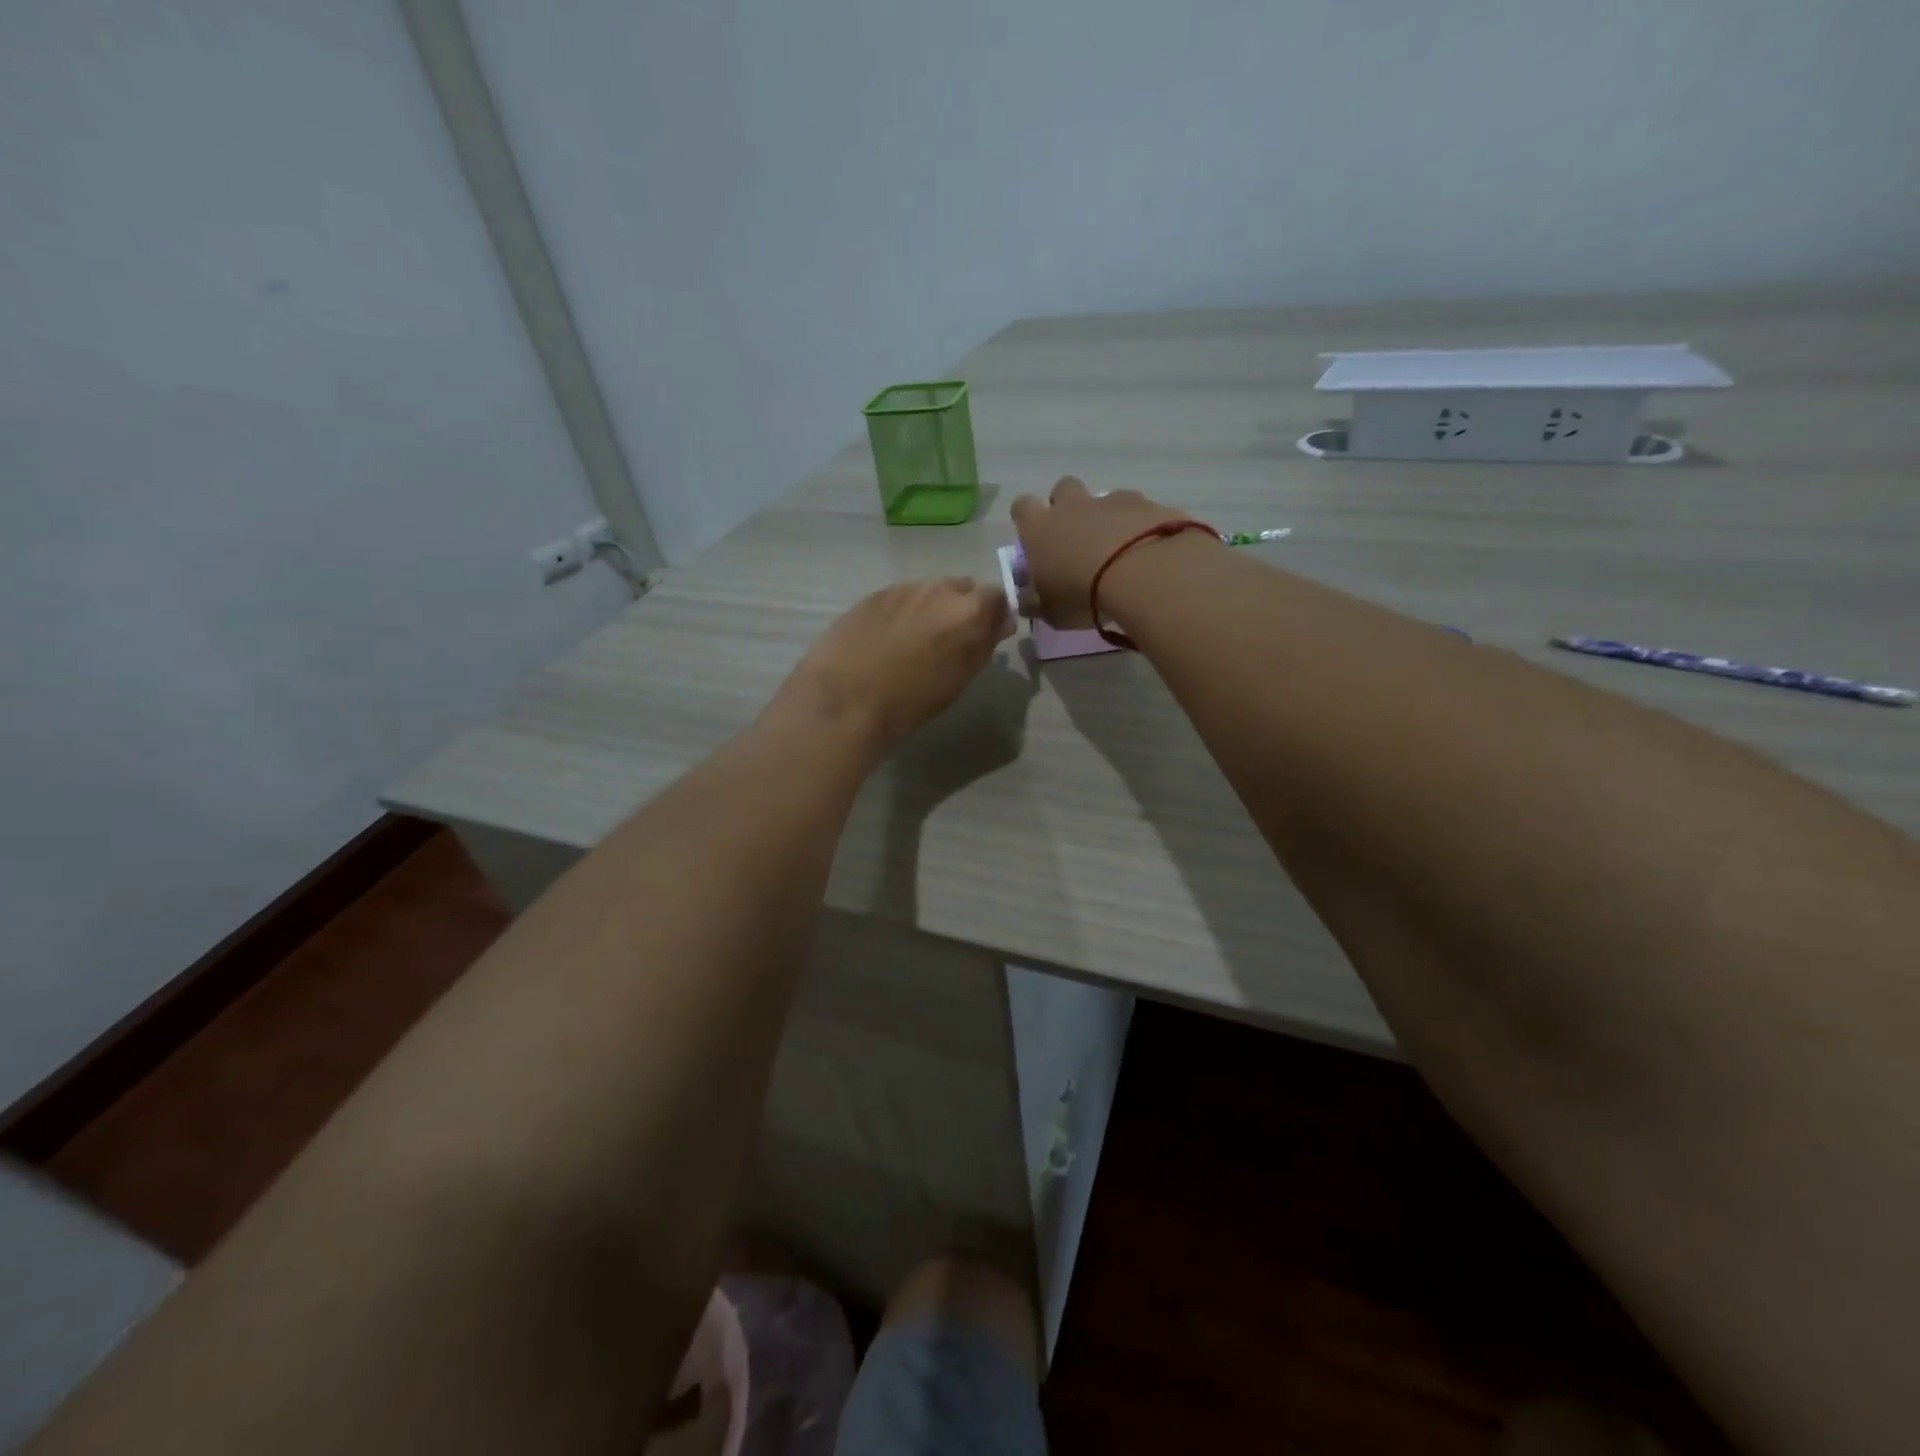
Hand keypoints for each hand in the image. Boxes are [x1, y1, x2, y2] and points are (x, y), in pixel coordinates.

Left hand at [775, 578, 1013, 751]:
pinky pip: (901, 597)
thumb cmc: (912, 700)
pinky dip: (903, 612)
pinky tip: (889, 638)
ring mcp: (903, 588)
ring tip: (917, 640)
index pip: (996, 595)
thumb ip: (985, 643)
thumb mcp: (960, 678)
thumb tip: (1002, 622)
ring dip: (932, 608)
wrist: (846, 698)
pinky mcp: (874, 595)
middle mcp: (939, 589)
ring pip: (929, 591)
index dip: (993, 612)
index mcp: (968, 610)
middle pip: (962, 588)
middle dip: (962, 607)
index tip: (987, 632)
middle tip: (951, 638)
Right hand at [1009, 477, 1194, 627]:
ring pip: (1104, 498)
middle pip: (1063, 488)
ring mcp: (1112, 501)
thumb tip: (1027, 600)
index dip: (1027, 518)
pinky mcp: (1147, 504)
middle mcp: (1073, 506)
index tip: (1034, 537)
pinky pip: (1139, 510)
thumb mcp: (1050, 611)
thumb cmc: (1082, 594)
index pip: (1022, 507)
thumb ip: (1035, 603)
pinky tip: (1148, 550)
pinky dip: (1140, 525)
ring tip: (1119, 548)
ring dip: (1107, 517)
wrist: (1141, 574)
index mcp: (1040, 528)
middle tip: (1076, 536)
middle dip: (1067, 506)